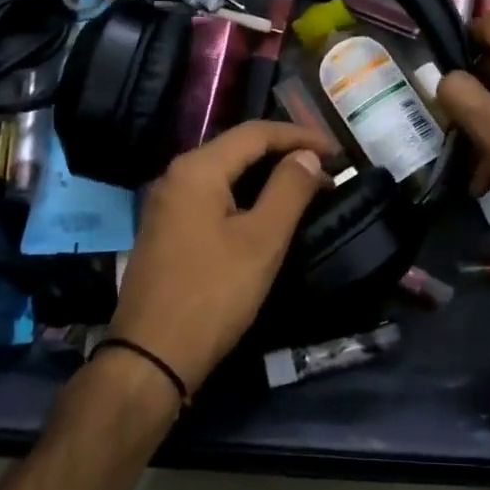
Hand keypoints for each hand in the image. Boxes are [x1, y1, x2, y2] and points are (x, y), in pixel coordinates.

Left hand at [108, 121, 330, 395]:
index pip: (256, 133)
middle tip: (326, 168)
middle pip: (238, 148)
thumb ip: (289, 190)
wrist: (151, 357)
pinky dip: (245, 195)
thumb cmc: (213, 294)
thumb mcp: (262, 240)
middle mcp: (176, 176)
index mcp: (198, 169)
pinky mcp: (166, 230)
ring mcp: (167, 204)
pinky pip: (212, 196)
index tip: (338, 152)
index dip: (301, 136)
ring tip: (306, 187)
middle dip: (285, 153)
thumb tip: (307, 156)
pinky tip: (267, 212)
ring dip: (266, 175)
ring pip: (226, 173)